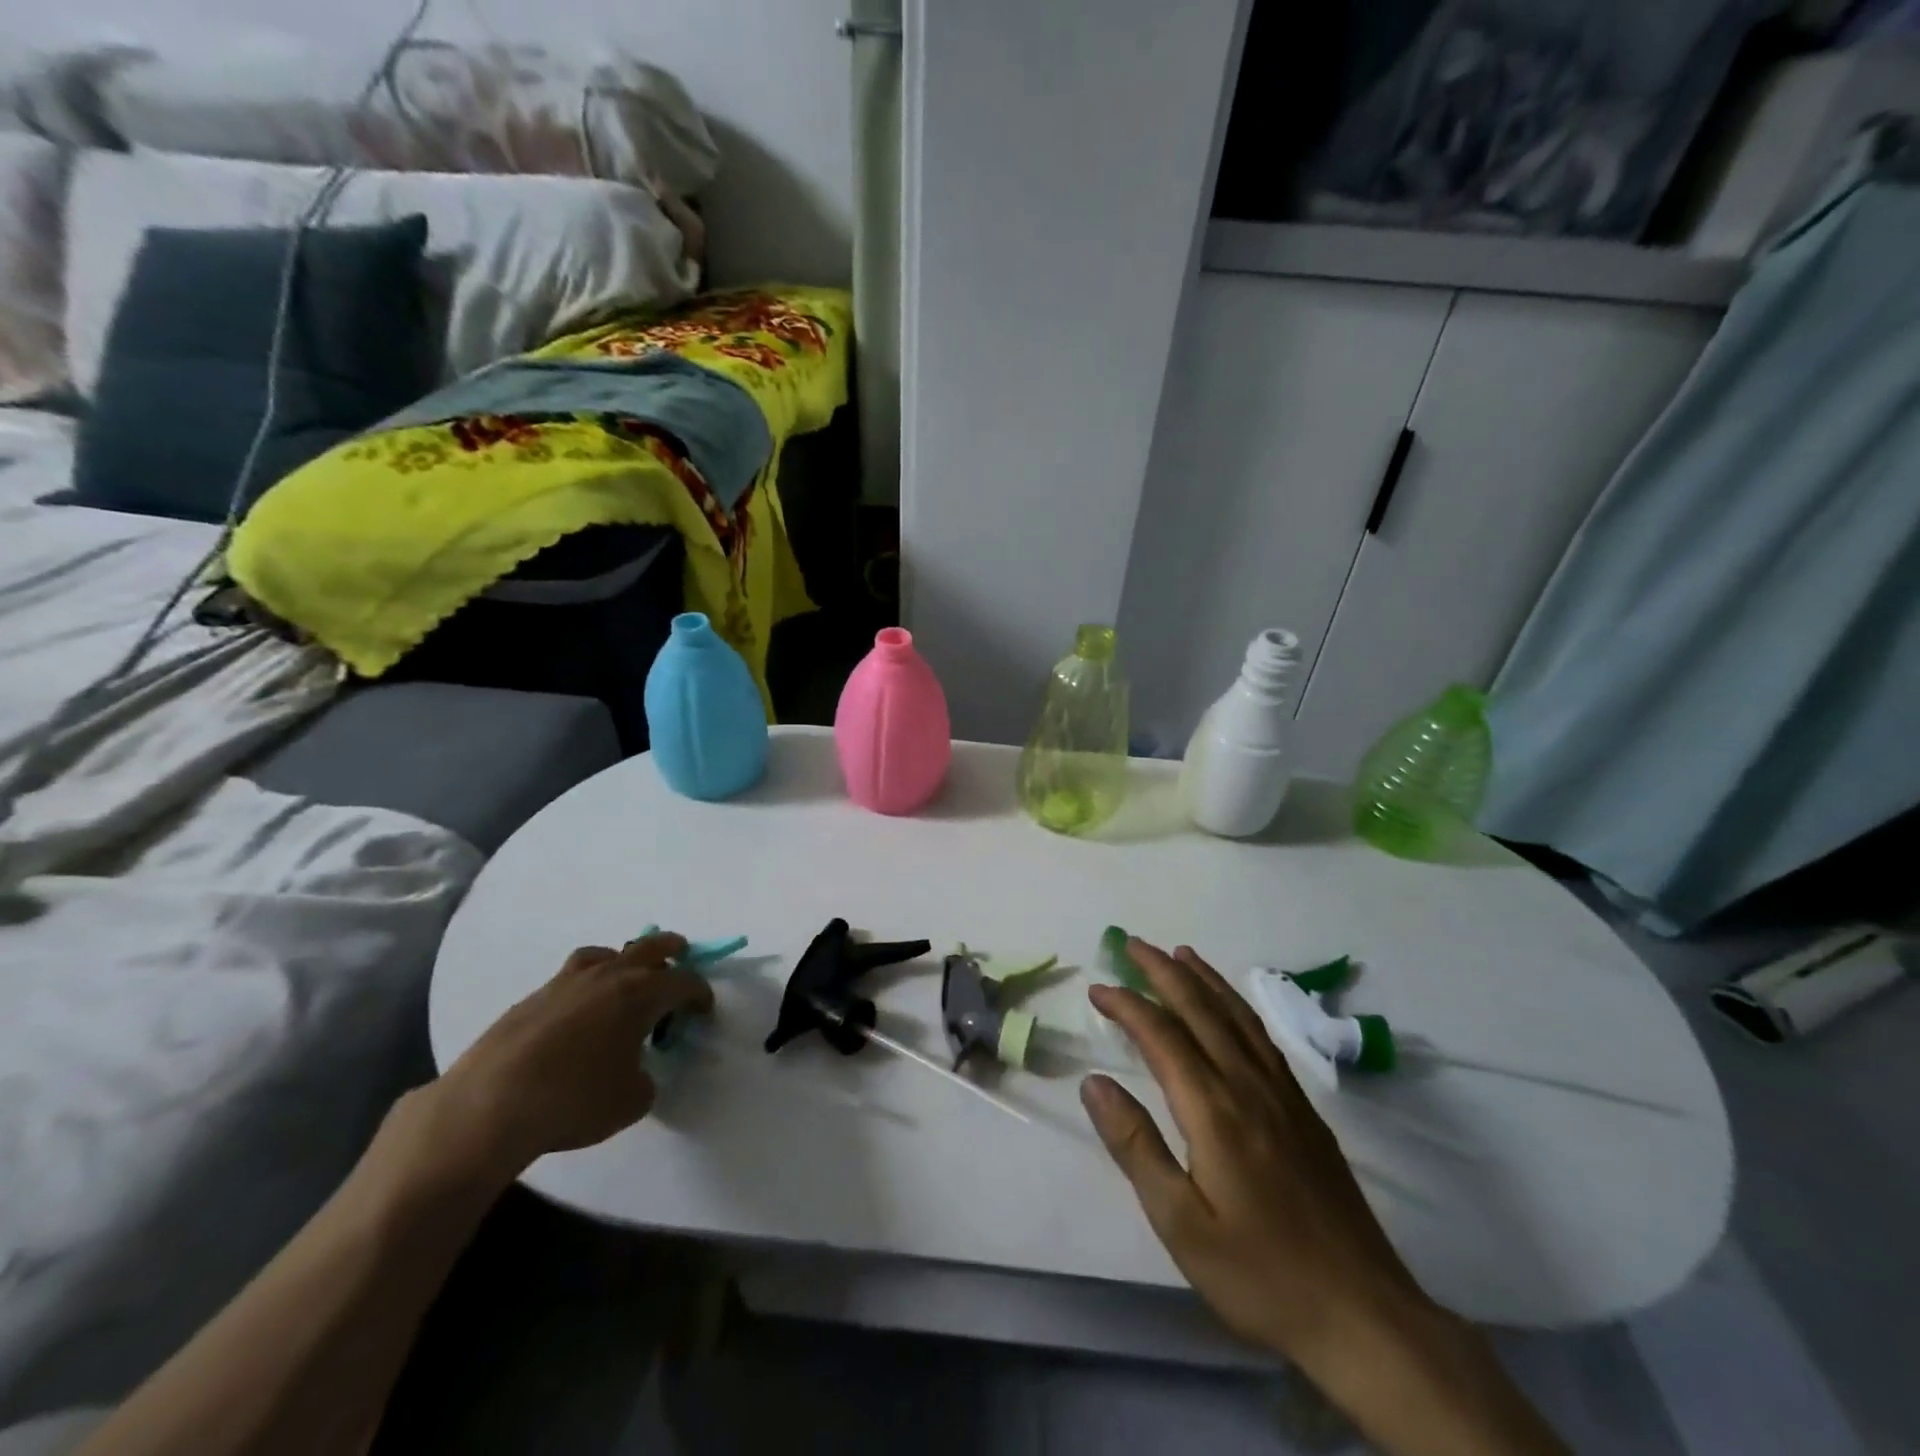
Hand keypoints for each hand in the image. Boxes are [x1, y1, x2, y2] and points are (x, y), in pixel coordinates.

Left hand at [426, 933, 713, 1179]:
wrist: (487, 1107)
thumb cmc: (574, 1101)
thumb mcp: (632, 1101)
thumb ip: (646, 1077)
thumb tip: (638, 1070)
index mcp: (641, 994)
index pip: (685, 982)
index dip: (700, 994)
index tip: (703, 1010)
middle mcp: (608, 976)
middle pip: (650, 947)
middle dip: (671, 950)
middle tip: (680, 958)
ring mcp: (567, 982)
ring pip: (605, 954)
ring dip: (624, 961)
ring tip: (625, 981)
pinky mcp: (532, 998)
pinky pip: (572, 977)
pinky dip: (587, 984)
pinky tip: (580, 1013)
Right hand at [1080, 940, 1424, 1359]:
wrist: (1364, 1315)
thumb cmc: (1260, 1274)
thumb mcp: (1180, 1223)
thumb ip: (1135, 1146)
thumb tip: (1093, 1081)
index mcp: (1213, 1109)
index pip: (1161, 1035)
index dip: (1126, 1005)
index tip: (1097, 989)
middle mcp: (1248, 1085)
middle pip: (1200, 1009)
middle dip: (1163, 971)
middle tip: (1132, 943)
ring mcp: (1282, 1094)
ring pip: (1236, 1015)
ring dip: (1203, 979)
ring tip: (1179, 954)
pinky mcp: (1304, 1110)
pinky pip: (1263, 1037)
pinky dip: (1238, 1006)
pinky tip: (1231, 1007)